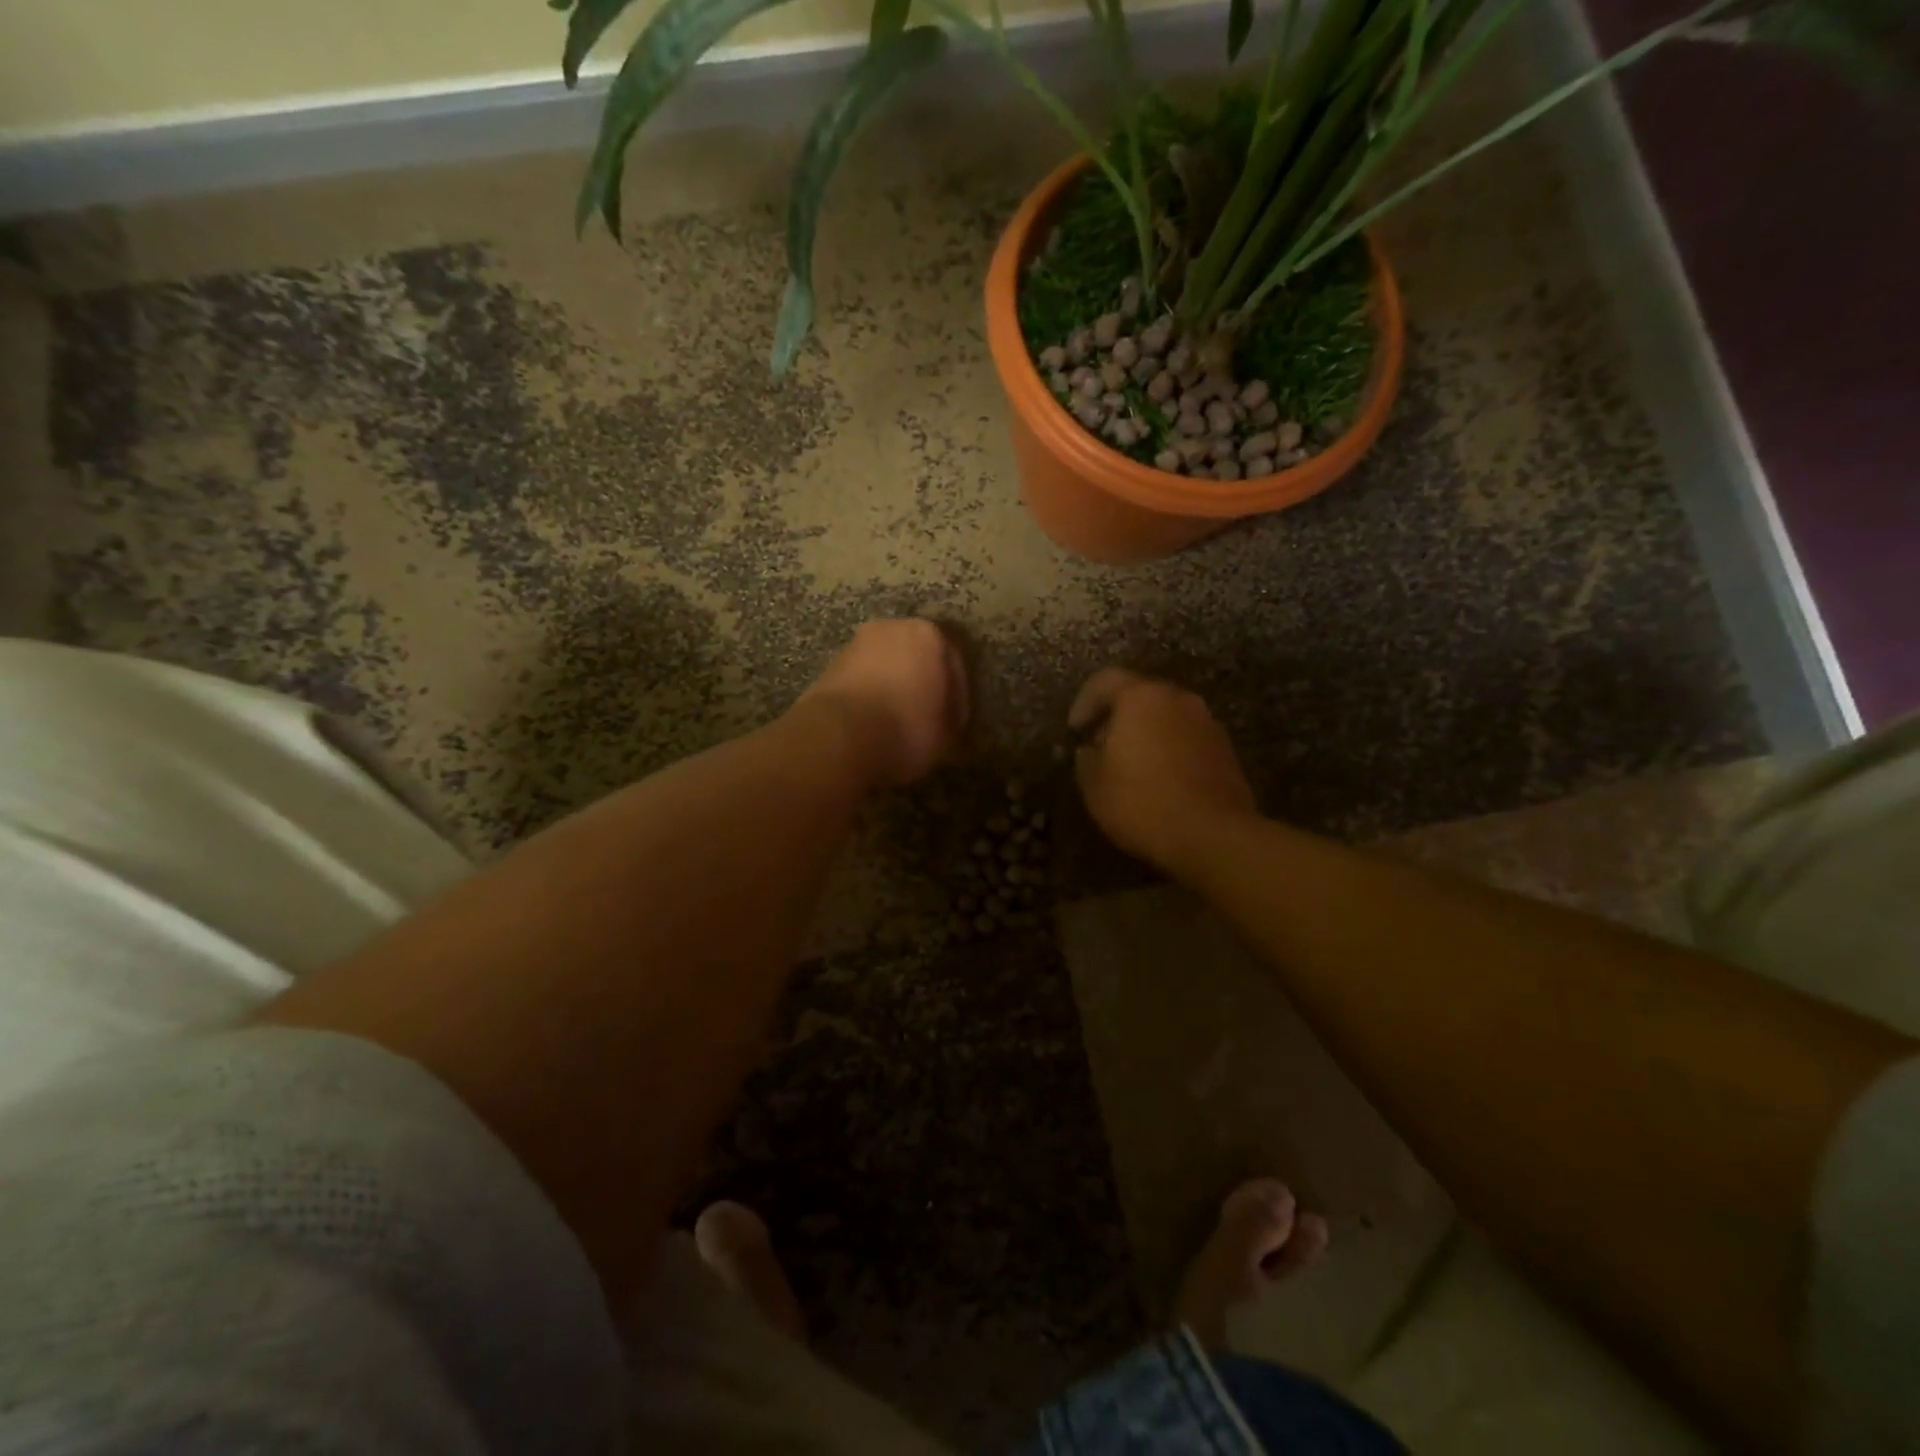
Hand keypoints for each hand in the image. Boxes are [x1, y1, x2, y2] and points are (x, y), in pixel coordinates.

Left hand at [799, 619, 968, 785]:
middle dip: (922, 684)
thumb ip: (952, 717)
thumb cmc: (906, 728)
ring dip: (894, 688)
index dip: (957, 698)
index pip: (954, 665)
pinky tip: (872, 723)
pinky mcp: (830, 665)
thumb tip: (944, 717)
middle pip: (917, 658)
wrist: (839, 735)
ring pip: (886, 667)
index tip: (953, 723)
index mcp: (929, 635)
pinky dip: (870, 696)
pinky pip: (862, 680)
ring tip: (897, 723)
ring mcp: (856, 645)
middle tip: (927, 718)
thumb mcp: (948, 733)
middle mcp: (892, 628)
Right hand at [1069, 668, 1255, 871]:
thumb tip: (1091, 749)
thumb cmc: (1142, 802)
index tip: (1075, 730)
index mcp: (1141, 698)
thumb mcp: (1094, 784)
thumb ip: (1086, 759)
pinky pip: (1187, 739)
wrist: (1212, 834)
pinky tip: (1160, 781)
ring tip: (1131, 766)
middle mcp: (1178, 699)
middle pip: (1140, 695)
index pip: (1105, 680)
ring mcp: (1207, 723)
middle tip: (1101, 746)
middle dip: (1117, 717)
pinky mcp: (1225, 750)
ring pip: (1167, 717)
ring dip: (1146, 734)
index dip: (1084, 702)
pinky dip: (1170, 750)